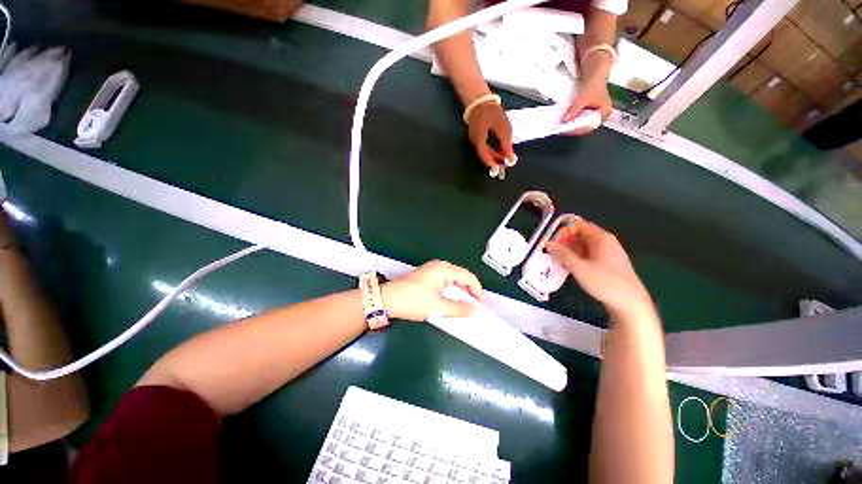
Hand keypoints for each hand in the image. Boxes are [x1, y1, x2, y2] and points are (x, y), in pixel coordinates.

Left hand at [382, 260, 482, 321]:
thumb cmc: (411, 300)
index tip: (480, 305)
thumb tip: (475, 311)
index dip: (477, 291)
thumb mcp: (437, 307)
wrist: (387, 300)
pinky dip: (451, 292)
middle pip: (462, 277)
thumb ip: (459, 309)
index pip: (468, 277)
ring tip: (463, 307)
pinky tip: (450, 302)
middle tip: (473, 307)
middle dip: (469, 292)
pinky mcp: (427, 278)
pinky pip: (445, 283)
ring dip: (459, 293)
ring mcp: (432, 271)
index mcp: (443, 269)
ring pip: (453, 281)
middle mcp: (439, 267)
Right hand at [466, 102, 515, 172]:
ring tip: (503, 159)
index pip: (485, 156)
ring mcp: (474, 138)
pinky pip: (483, 147)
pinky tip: (498, 151)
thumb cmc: (491, 112)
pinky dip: (491, 150)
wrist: (479, 98)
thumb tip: (510, 157)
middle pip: (484, 155)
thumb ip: (506, 144)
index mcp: (478, 140)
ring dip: (493, 156)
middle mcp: (474, 142)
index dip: (492, 164)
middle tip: (504, 165)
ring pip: (484, 151)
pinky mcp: (476, 135)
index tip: (499, 169)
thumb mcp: (503, 127)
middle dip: (494, 161)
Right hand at [545, 220, 653, 322]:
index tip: (552, 242)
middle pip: (580, 234)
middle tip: (551, 252)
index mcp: (601, 238)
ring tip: (557, 259)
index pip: (578, 225)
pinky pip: (587, 254)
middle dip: (564, 241)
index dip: (563, 231)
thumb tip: (548, 243)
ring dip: (569, 250)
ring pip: (583, 245)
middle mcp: (605, 242)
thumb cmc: (605, 283)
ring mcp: (607, 253)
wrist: (630, 304)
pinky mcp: (606, 263)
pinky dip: (576, 257)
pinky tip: (568, 266)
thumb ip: (563, 254)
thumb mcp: (580, 268)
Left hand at [562, 70, 612, 135]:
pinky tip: (567, 122)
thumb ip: (574, 110)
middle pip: (586, 126)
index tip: (569, 129)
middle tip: (564, 129)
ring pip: (582, 124)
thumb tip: (565, 120)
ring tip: (564, 126)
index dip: (579, 128)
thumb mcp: (583, 98)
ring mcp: (594, 115)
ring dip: (573, 124)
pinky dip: (573, 120)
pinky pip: (580, 120)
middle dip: (575, 127)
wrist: (594, 75)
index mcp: (605, 113)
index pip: (590, 126)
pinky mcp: (588, 113)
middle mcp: (601, 116)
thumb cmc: (594, 85)